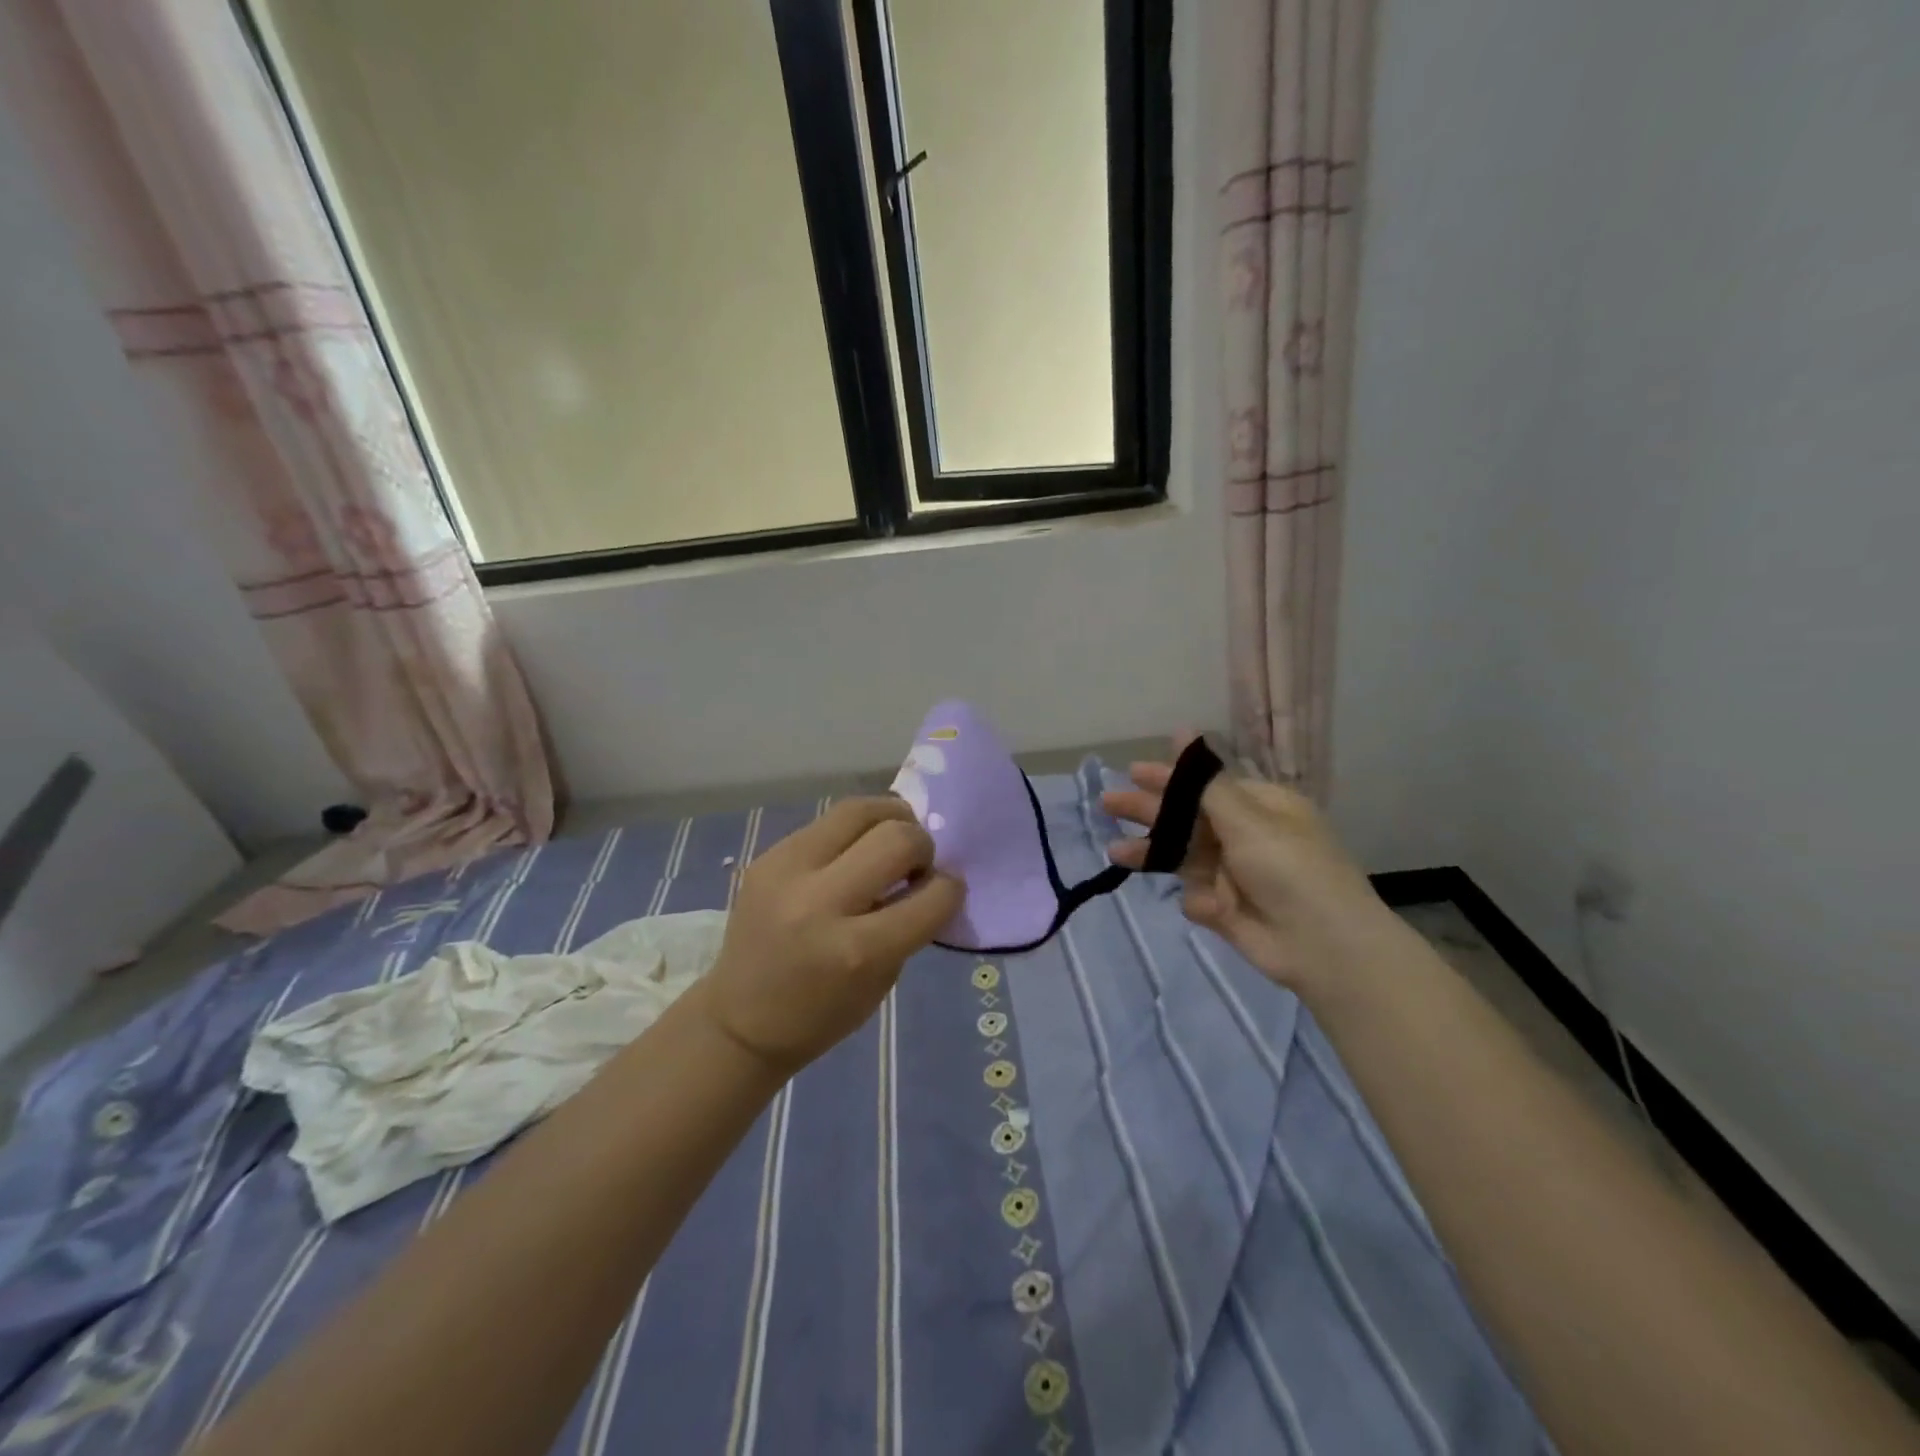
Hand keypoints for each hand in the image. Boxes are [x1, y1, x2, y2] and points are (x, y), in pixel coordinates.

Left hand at [698, 798, 962, 1075]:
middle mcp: (820, 902)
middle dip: (922, 846)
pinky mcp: (768, 856)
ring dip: (890, 820)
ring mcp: (788, 871)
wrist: (740, 1020)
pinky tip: (854, 849)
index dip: (951, 888)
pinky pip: (827, 822)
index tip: (945, 890)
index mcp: (857, 950)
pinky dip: (854, 831)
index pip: (932, 895)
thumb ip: (908, 923)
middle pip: (897, 837)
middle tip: (915, 864)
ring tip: (890, 840)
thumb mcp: (882, 979)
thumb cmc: (821, 1013)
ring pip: (859, 810)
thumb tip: (927, 874)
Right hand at [1101, 738, 1393, 996]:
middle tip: (1108, 803)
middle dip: (1149, 812)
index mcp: (1259, 807)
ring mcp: (1233, 873)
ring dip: (1153, 852)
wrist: (1324, 947)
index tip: (1133, 772)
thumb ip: (1205, 782)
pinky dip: (1200, 899)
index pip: (1205, 786)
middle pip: (1187, 818)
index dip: (1169, 779)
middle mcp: (1245, 836)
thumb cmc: (1289, 869)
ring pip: (1182, 856)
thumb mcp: (1247, 819)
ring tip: (1116, 852)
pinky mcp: (1225, 908)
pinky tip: (1215, 908)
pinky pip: (1196, 895)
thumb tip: (1183, 731)